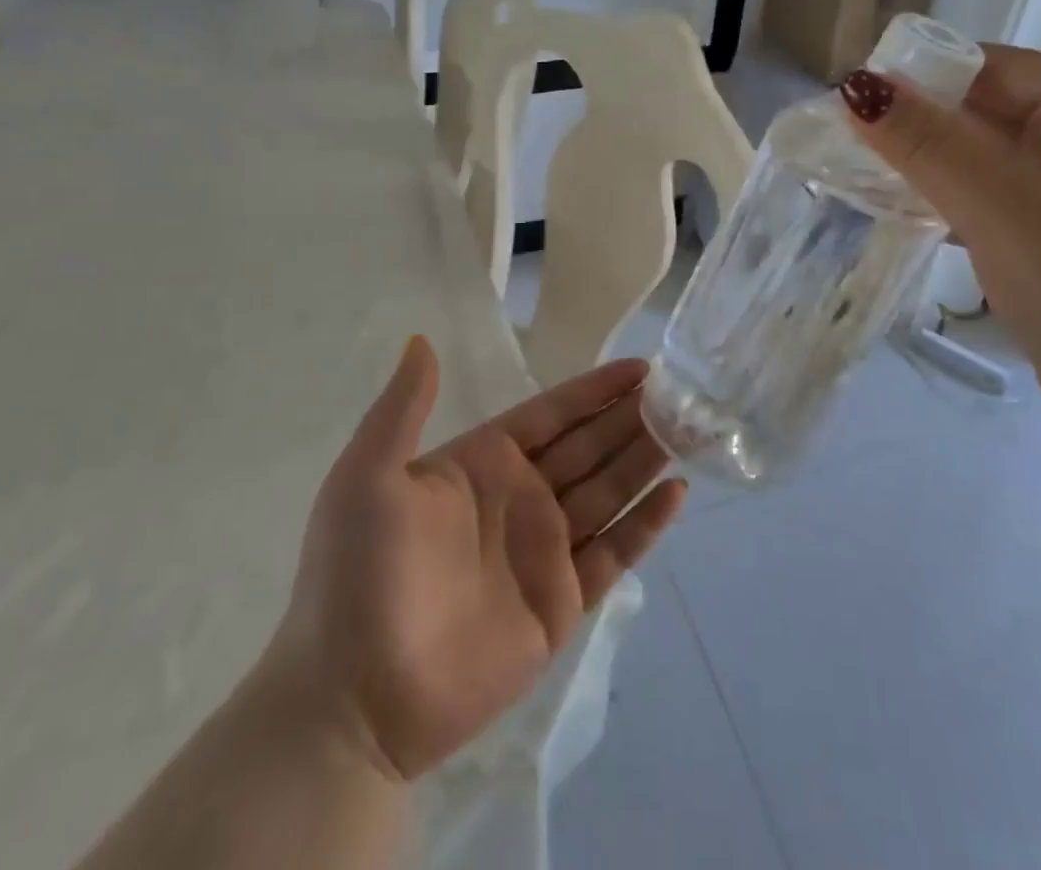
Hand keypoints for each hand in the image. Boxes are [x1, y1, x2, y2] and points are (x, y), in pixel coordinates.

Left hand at [261, 339, 686, 781]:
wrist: (350, 702)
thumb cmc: (358, 577)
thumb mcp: (367, 478)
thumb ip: (404, 408)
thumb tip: (421, 338)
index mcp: (483, 463)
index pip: (553, 414)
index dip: (595, 390)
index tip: (641, 366)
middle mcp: (521, 498)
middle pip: (590, 447)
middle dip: (632, 418)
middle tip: (682, 394)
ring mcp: (544, 552)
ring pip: (609, 492)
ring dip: (646, 460)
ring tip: (690, 430)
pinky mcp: (561, 604)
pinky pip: (614, 554)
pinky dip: (646, 525)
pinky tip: (676, 494)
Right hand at [840, 45, 1040, 457]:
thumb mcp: (999, 206)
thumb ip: (926, 142)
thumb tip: (855, 87)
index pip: (997, 68)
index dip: (923, 77)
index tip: (855, 101)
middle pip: (995, 111)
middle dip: (925, 127)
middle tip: (852, 145)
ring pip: (994, 158)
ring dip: (937, 168)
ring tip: (871, 179)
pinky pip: (1006, 197)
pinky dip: (961, 201)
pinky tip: (917, 215)